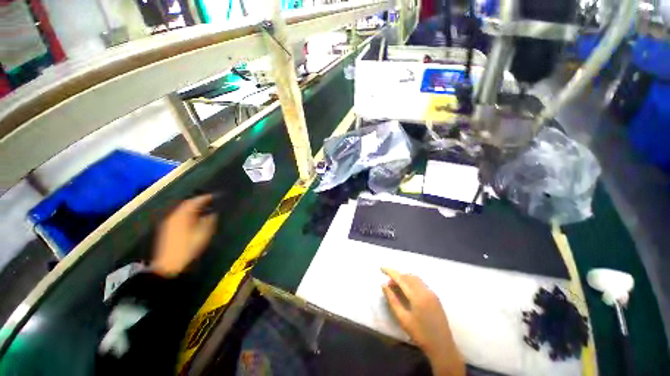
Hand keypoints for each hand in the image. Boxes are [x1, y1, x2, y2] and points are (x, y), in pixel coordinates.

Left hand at [151, 195, 216, 277]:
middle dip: (198, 201)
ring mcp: (168, 223)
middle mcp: (173, 216)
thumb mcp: (203, 234)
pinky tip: (194, 218)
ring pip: (182, 210)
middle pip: (186, 204)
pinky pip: (179, 216)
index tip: (215, 196)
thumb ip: (209, 221)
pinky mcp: (167, 229)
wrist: (169, 265)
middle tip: (209, 201)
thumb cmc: (188, 248)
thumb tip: (212, 213)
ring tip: (204, 208)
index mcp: (182, 216)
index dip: (205, 198)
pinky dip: (187, 214)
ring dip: (192, 208)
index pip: (194, 202)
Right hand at [382, 268, 464, 375]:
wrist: (442, 346)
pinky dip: (411, 282)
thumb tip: (384, 285)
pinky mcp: (435, 297)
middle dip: (397, 276)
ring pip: (415, 278)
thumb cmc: (420, 334)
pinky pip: (420, 283)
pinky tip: (407, 290)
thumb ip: (392, 300)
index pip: (401, 278)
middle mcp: (425, 291)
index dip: (390, 272)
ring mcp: (431, 293)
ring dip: (404, 278)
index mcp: (417, 296)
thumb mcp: (403, 319)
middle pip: (408, 276)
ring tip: (395, 286)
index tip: (381, 268)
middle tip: (388, 283)